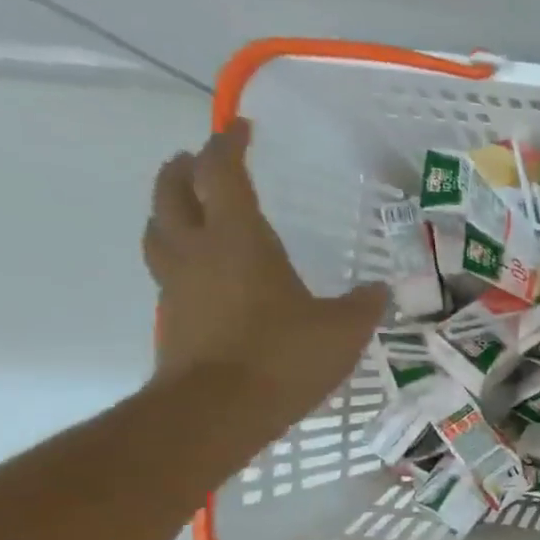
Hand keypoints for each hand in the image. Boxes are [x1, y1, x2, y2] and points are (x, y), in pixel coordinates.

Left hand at [143, 120, 385, 427]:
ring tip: (189, 209)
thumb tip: (380, 290)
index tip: (241, 128)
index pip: (222, 171)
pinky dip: (179, 254)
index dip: (228, 143)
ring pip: (158, 228)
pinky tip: (204, 273)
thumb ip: (363, 305)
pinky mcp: (172, 317)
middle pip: (172, 190)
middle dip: (185, 168)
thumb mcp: (343, 330)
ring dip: (170, 208)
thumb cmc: (283, 357)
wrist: (218, 411)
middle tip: (200, 161)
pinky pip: (167, 268)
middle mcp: (198, 249)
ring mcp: (177, 284)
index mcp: (239, 238)